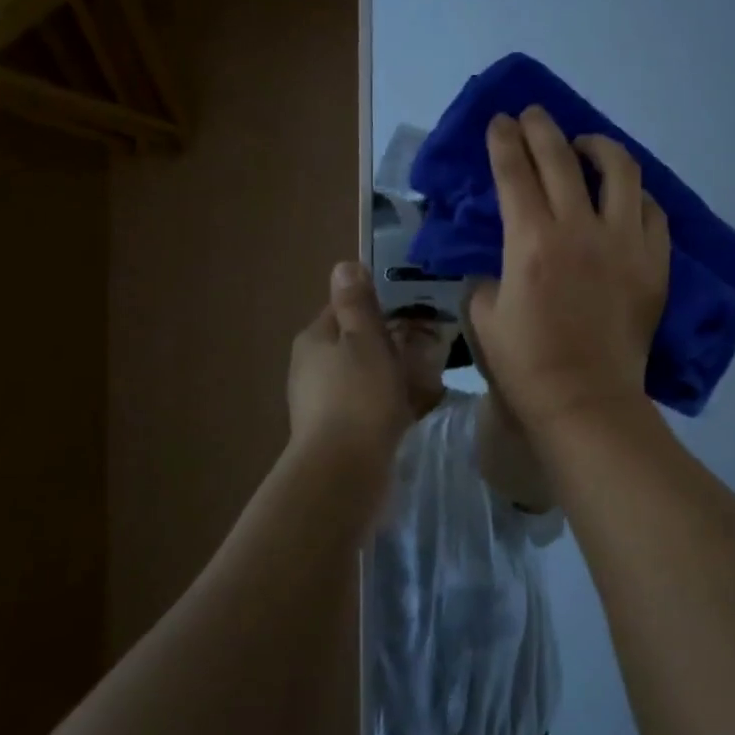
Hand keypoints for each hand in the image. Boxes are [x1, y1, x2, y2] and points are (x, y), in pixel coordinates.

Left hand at [288, 261, 410, 465]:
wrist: (343, 470)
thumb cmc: (359, 395)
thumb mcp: (365, 339)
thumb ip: (357, 303)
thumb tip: (343, 264)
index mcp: (314, 338)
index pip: (345, 308)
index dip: (379, 307)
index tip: (413, 313)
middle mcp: (309, 366)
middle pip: (354, 342)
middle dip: (387, 342)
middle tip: (425, 347)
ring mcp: (317, 401)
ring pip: (360, 374)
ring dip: (387, 373)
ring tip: (424, 378)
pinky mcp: (332, 430)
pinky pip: (363, 404)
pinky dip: (383, 401)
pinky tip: (407, 410)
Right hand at [467, 107, 669, 434]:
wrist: (587, 401)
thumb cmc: (527, 364)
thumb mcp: (483, 316)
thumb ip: (485, 276)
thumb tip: (501, 261)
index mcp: (531, 241)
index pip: (514, 171)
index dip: (504, 139)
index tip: (500, 120)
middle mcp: (580, 229)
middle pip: (561, 157)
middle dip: (541, 127)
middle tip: (533, 115)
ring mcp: (624, 243)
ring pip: (620, 171)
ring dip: (598, 146)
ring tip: (585, 146)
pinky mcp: (655, 262)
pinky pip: (651, 211)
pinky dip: (635, 194)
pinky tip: (624, 195)